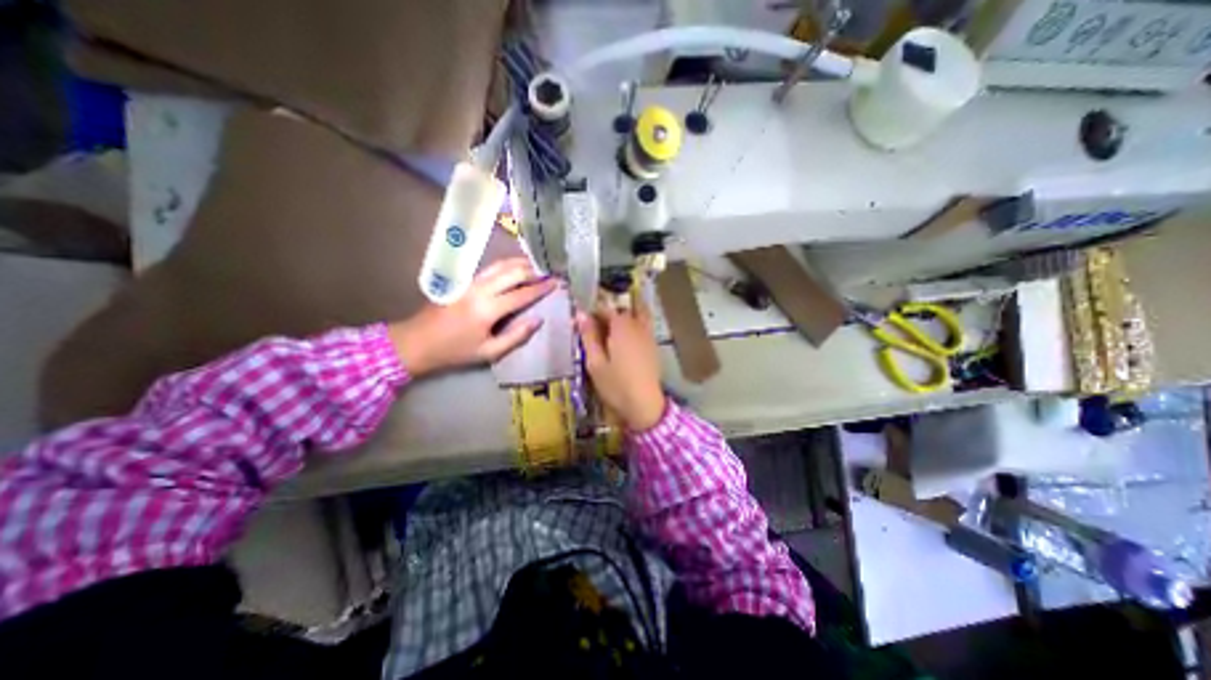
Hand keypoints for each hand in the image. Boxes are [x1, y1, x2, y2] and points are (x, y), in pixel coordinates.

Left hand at [391, 258, 553, 376]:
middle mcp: (480, 290)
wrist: (416, 342)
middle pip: (513, 272)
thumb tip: (538, 319)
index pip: (522, 294)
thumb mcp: (489, 352)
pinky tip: (514, 268)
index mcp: (488, 309)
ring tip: (536, 266)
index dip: (541, 288)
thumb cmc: (455, 351)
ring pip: (500, 265)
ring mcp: (469, 282)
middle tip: (549, 273)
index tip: (557, 283)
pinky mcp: (463, 280)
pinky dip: (507, 265)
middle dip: (534, 271)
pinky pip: (490, 268)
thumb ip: (516, 336)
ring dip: (520, 263)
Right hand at [573, 299, 666, 430]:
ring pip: (636, 315)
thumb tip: (581, 314)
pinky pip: (643, 326)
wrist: (645, 405)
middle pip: (623, 309)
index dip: (592, 313)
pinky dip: (633, 326)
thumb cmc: (616, 385)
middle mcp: (637, 325)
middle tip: (595, 328)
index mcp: (621, 326)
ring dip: (623, 317)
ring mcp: (648, 335)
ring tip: (610, 333)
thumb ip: (589, 336)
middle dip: (608, 314)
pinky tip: (624, 342)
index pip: (605, 309)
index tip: (580, 324)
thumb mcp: (595, 362)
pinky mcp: (653, 346)